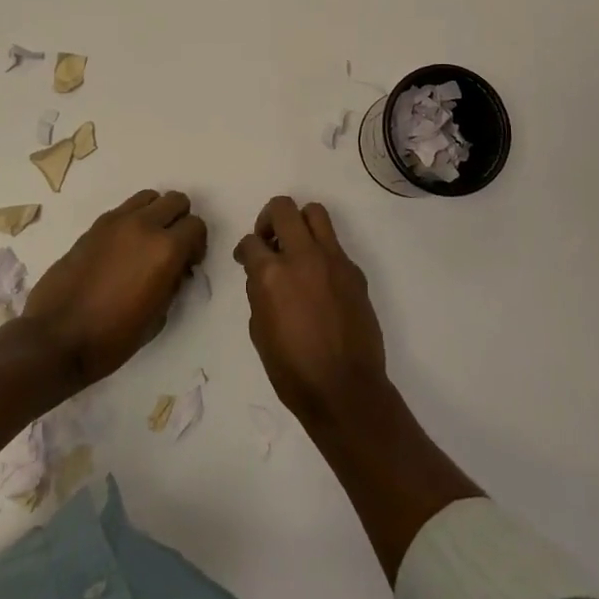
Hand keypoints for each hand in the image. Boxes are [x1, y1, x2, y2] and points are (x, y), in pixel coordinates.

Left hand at [22, 189, 207, 386]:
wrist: (56, 339)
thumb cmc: (112, 338)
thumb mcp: (158, 317)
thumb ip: (173, 283)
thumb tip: (175, 268)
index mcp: (166, 249)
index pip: (196, 226)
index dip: (197, 245)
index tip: (188, 265)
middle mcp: (144, 226)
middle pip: (175, 200)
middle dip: (180, 221)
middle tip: (172, 249)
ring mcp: (116, 222)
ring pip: (149, 197)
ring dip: (155, 214)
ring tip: (147, 243)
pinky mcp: (94, 226)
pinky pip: (123, 210)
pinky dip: (132, 221)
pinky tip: (122, 250)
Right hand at [235, 197, 391, 428]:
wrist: (345, 389)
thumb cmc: (293, 371)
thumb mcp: (259, 331)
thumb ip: (260, 292)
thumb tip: (264, 276)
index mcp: (272, 274)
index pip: (251, 242)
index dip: (244, 249)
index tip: (245, 259)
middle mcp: (303, 256)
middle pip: (283, 208)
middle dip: (269, 218)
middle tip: (268, 240)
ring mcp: (333, 260)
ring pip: (315, 213)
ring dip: (300, 222)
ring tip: (295, 246)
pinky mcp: (354, 271)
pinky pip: (334, 245)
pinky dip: (322, 252)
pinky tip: (319, 280)